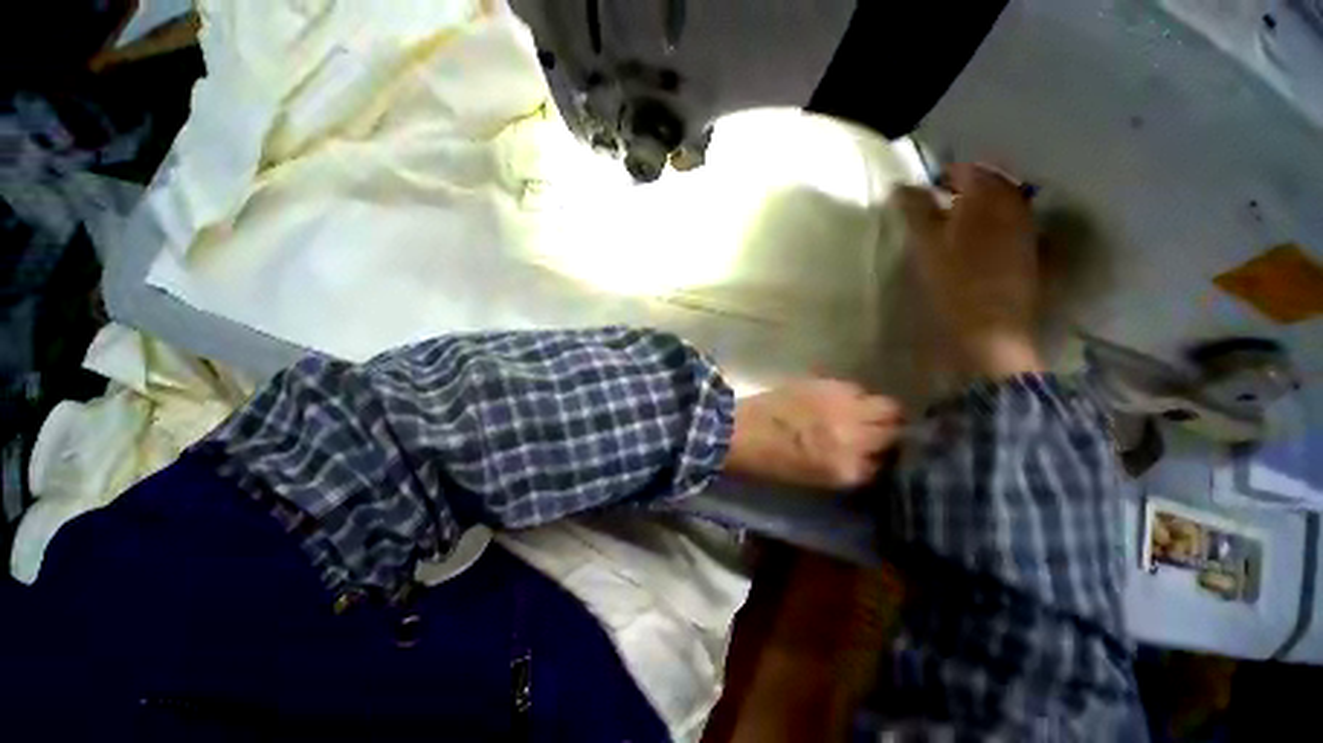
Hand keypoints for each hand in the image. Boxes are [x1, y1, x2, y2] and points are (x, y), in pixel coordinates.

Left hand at [726, 379, 903, 489]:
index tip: (884, 454)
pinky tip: (839, 401)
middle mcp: (852, 437)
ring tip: (861, 414)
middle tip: (879, 432)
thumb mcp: (817, 478)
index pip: (889, 464)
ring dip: (877, 412)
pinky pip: (857, 388)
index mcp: (845, 468)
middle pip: (895, 431)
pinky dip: (855, 396)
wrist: (739, 430)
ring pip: (886, 406)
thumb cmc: (771, 462)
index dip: (888, 458)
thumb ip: (851, 468)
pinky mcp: (827, 384)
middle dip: (892, 433)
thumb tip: (872, 457)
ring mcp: (841, 407)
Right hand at [891, 163, 1043, 379]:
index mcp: (985, 198)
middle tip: (941, 202)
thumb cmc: (952, 281)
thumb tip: (900, 186)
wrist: (990, 325)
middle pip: (991, 181)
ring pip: (1005, 200)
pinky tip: (982, 237)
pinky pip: (1014, 221)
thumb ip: (914, 211)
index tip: (926, 189)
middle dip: (967, 185)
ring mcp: (1026, 227)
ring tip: (959, 219)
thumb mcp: (925, 244)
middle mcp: (1012, 205)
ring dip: (983, 203)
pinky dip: (997, 221)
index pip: (966, 170)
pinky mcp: (1030, 249)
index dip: (944, 175)